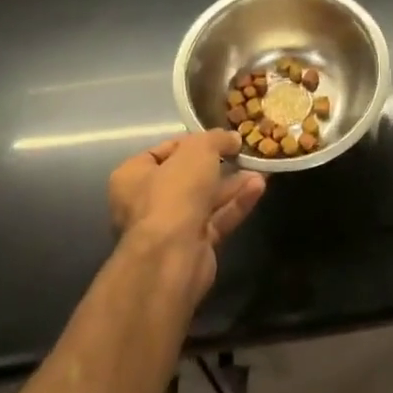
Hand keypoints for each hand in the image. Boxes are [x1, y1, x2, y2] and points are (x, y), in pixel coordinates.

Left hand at [108, 130, 266, 300]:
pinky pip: (217, 219)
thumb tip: (232, 138)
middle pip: (187, 177)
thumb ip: (216, 139)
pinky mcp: (193, 247)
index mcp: (133, 176)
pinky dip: (236, 204)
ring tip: (260, 169)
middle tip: (243, 153)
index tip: (219, 137)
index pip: (163, 151)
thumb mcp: (198, 150)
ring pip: (206, 199)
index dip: (192, 142)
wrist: (172, 256)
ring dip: (232, 184)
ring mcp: (170, 227)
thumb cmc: (175, 192)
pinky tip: (258, 188)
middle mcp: (146, 202)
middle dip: (218, 164)